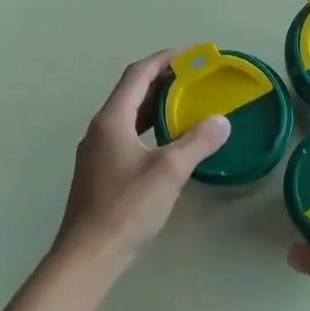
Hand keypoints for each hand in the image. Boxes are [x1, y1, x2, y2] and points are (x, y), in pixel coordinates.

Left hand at [53, 50, 231, 269]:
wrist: (89, 254)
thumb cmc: (127, 208)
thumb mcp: (169, 171)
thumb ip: (197, 142)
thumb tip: (221, 121)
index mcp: (111, 120)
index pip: (137, 75)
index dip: (162, 60)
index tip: (189, 56)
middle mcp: (99, 130)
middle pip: (130, 93)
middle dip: (161, 82)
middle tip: (193, 81)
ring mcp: (96, 153)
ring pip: (128, 118)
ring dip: (154, 107)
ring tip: (184, 107)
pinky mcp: (99, 173)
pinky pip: (126, 137)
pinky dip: (148, 129)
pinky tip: (167, 144)